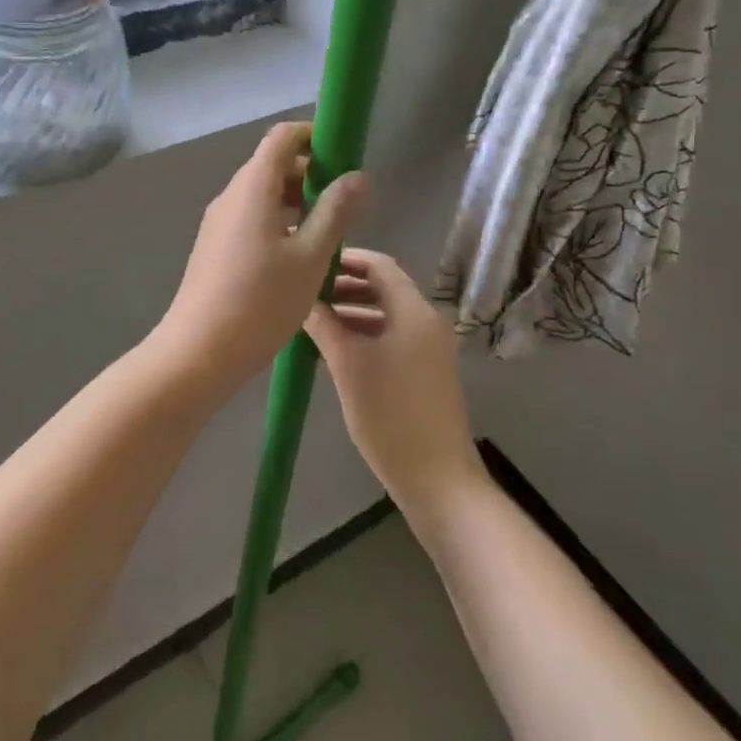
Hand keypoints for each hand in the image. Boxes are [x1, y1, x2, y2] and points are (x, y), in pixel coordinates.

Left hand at [150, 123, 366, 395]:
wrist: (199, 351)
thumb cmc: (261, 302)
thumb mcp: (310, 257)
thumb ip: (335, 212)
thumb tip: (357, 176)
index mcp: (253, 188)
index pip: (282, 137)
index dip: (314, 136)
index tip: (343, 157)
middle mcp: (231, 195)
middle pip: (272, 164)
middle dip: (310, 172)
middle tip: (344, 202)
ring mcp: (219, 221)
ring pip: (262, 193)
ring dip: (296, 200)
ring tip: (328, 231)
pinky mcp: (215, 245)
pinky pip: (250, 216)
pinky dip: (278, 219)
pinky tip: (298, 254)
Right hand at [307, 250, 485, 517]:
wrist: (438, 481)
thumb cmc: (391, 416)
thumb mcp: (348, 365)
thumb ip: (324, 325)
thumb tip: (301, 297)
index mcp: (415, 311)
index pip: (379, 265)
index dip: (345, 259)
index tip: (310, 263)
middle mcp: (426, 322)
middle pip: (382, 288)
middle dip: (343, 287)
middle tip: (304, 293)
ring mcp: (428, 349)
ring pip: (384, 315)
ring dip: (350, 313)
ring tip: (310, 321)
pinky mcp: (425, 373)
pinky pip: (390, 338)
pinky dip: (363, 335)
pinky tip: (332, 350)